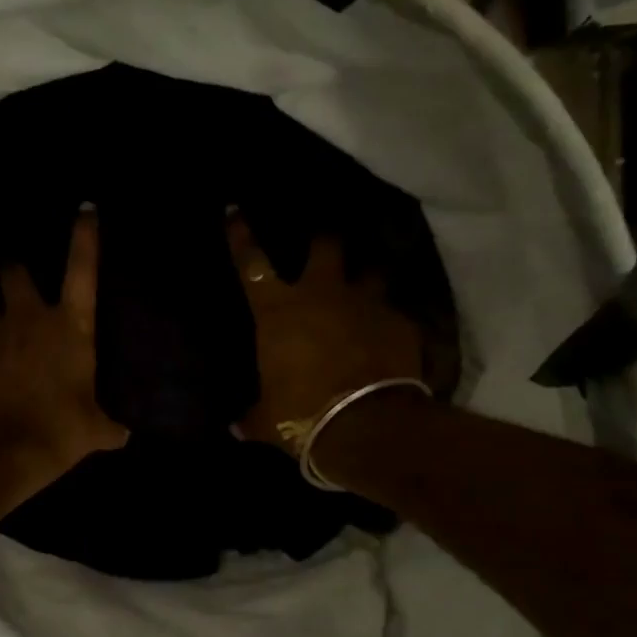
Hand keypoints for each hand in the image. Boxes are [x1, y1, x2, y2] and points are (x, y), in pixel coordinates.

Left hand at [0, 210, 126, 491]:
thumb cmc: (55, 429)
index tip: (86, 210)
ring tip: (7, 333)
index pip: (82, 271)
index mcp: (69, 327)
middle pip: (13, 274)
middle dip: (15, 270)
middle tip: (21, 277)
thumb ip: (111, 426)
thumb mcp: (95, 432)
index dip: (85, 238)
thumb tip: (125, 432)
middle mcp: (28, 321)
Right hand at [230, 215, 427, 450]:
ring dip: (367, 279)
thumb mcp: (266, 420)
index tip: (235, 210)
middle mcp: (322, 295)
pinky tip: (392, 337)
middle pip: (325, 248)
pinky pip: (395, 314)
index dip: (241, 236)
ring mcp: (365, 305)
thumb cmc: (301, 416)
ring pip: (370, 272)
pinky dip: (390, 323)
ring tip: (367, 287)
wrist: (366, 426)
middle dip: (324, 241)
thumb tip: (235, 425)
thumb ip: (251, 415)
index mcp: (278, 312)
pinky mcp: (400, 323)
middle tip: (324, 241)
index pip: (252, 264)